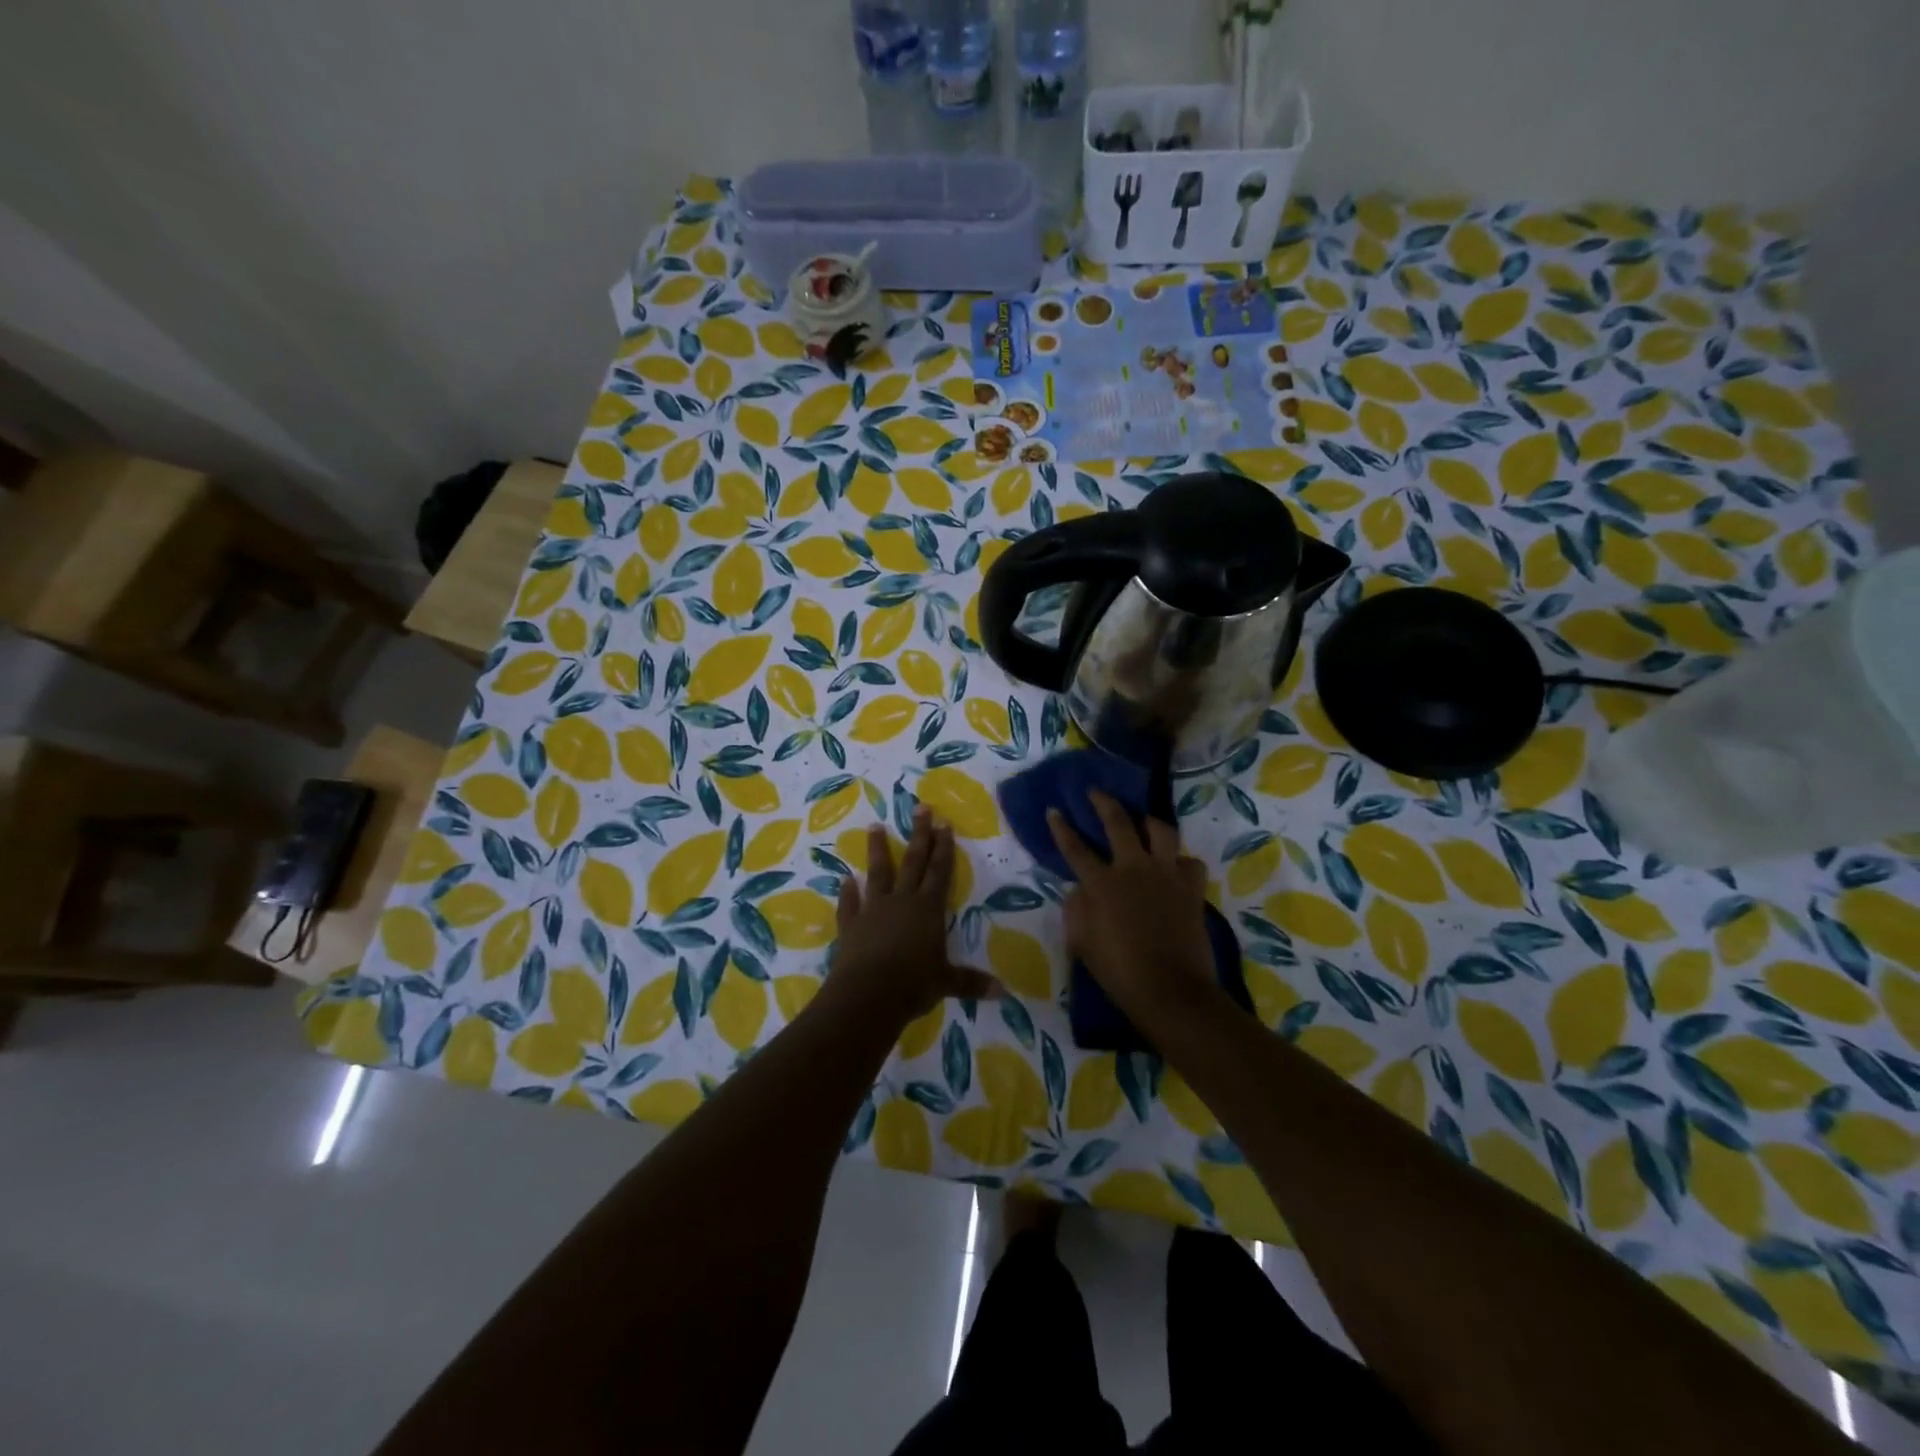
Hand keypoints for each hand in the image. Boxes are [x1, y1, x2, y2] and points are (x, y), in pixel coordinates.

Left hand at [826, 809, 997, 1027]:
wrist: (868, 994)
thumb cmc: (914, 984)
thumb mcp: (946, 983)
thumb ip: (971, 982)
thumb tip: (1003, 992)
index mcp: (928, 909)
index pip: (940, 871)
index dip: (944, 847)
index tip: (944, 822)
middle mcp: (902, 901)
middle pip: (912, 861)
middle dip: (918, 834)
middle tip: (920, 808)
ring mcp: (874, 910)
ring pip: (878, 873)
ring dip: (877, 849)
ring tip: (875, 826)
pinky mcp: (851, 925)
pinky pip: (849, 904)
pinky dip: (846, 892)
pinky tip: (844, 879)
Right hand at [1048, 792, 1219, 1028]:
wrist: (1170, 991)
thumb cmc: (1119, 971)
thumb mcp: (1081, 942)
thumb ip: (1076, 908)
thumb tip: (1080, 889)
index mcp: (1101, 883)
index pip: (1075, 847)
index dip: (1061, 827)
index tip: (1054, 809)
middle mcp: (1133, 868)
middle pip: (1118, 822)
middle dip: (1103, 802)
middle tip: (1095, 791)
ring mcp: (1166, 874)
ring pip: (1161, 830)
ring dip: (1149, 822)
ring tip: (1143, 821)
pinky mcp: (1191, 888)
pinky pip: (1189, 861)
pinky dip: (1180, 861)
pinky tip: (1175, 867)